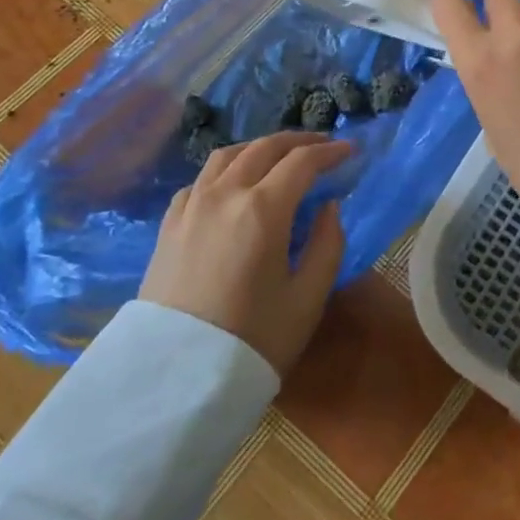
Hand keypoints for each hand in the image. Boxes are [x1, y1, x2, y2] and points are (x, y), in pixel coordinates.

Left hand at [138, 131, 351, 375]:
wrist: (175, 378)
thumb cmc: (252, 340)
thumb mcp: (307, 298)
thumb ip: (326, 244)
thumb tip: (328, 208)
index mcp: (263, 209)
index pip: (302, 162)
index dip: (330, 152)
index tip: (350, 151)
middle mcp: (224, 194)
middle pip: (264, 148)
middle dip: (298, 141)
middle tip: (322, 145)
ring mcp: (191, 206)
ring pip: (227, 155)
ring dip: (260, 148)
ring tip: (279, 156)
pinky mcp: (170, 224)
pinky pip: (201, 179)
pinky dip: (226, 170)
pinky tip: (234, 185)